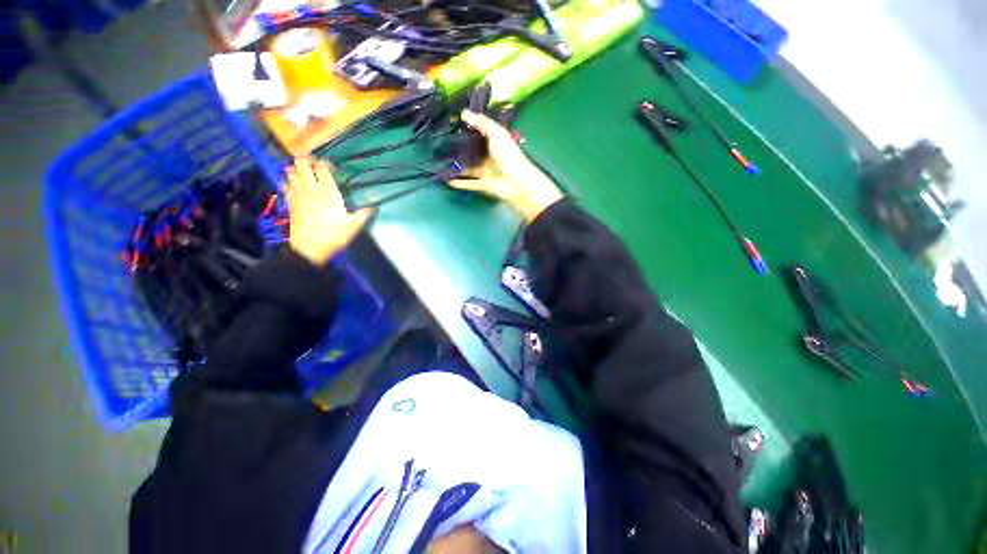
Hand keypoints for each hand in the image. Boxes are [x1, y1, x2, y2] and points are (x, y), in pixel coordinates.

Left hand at [284, 157, 372, 265]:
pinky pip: (286, 186)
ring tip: (300, 169)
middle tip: (312, 162)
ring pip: (292, 173)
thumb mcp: (354, 226)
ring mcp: (299, 196)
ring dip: (295, 169)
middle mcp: (312, 190)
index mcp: (329, 193)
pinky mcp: (291, 203)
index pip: (323, 170)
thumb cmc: (334, 236)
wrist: (310, 249)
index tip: (328, 165)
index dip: (324, 164)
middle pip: (303, 166)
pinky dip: (287, 181)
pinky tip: (289, 182)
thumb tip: (375, 206)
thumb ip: (364, 214)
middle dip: (306, 160)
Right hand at [448, 110, 563, 222]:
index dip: (469, 127)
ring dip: (457, 165)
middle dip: (459, 147)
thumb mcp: (497, 133)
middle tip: (441, 142)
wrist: (516, 182)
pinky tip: (447, 179)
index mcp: (495, 142)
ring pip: (468, 167)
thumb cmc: (509, 155)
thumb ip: (482, 123)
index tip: (452, 122)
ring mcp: (485, 171)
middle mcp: (489, 156)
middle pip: (472, 150)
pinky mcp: (482, 184)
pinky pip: (468, 182)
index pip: (480, 133)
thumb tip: (464, 113)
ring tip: (441, 160)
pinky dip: (458, 182)